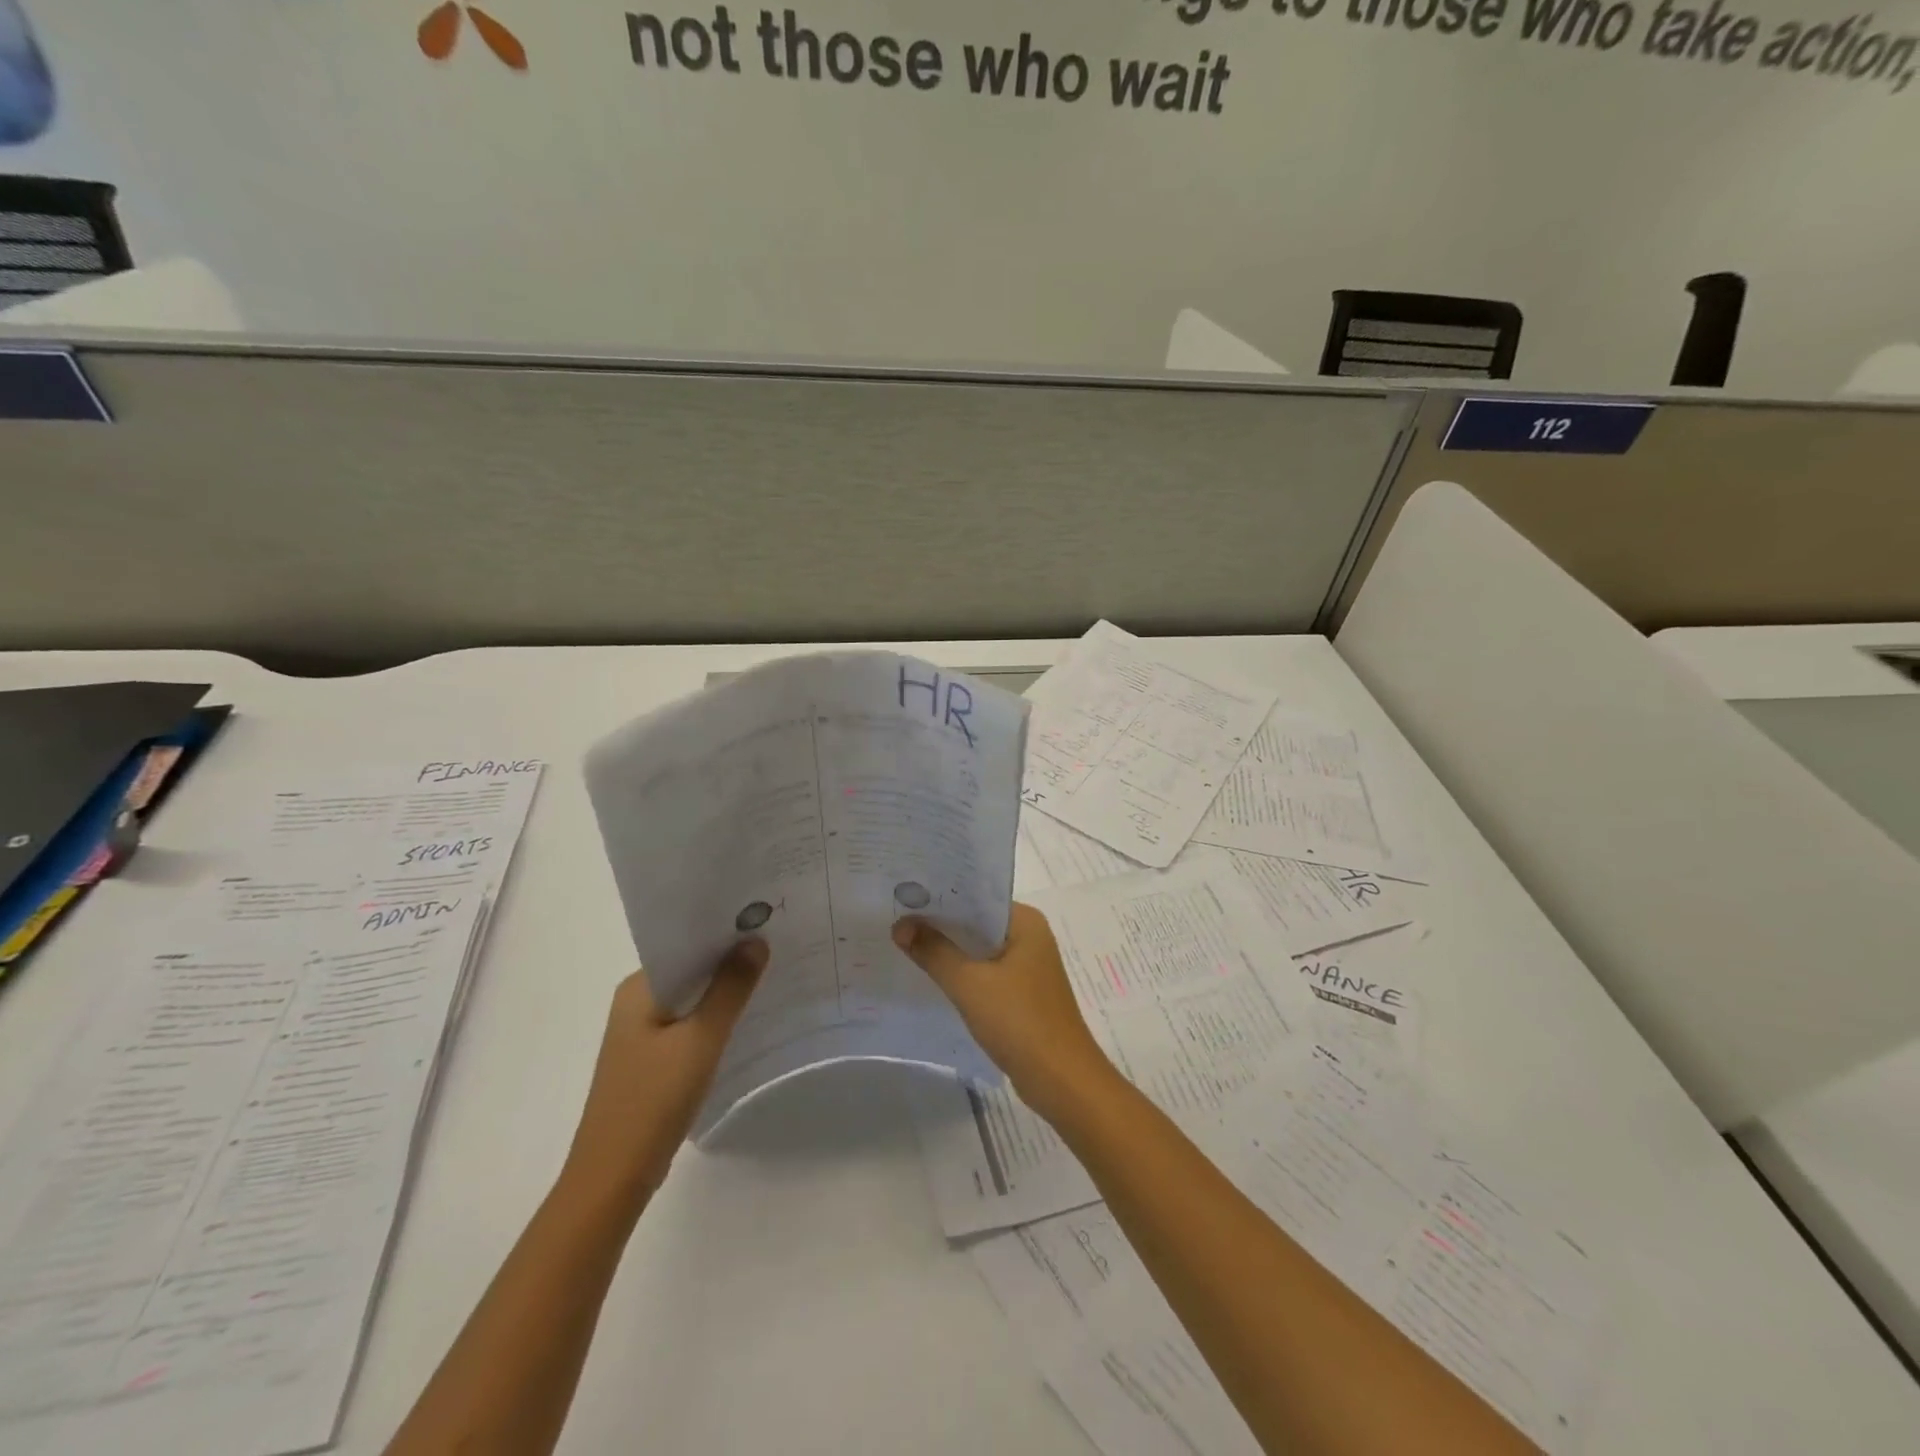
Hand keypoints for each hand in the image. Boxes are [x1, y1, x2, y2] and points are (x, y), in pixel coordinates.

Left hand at [561, 940, 767, 1213]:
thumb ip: (730, 989)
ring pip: (692, 998)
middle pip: (691, 968)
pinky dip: (715, 1017)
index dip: (724, 931)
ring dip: (724, 989)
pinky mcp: (652, 1060)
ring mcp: (642, 1033)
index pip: (686, 943)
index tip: (764, 920)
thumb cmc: (653, 1100)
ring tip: (772, 974)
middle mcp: (636, 1002)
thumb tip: (756, 940)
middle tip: (778, 943)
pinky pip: (690, 1023)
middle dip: (730, 958)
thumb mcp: (700, 1039)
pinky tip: (746, 1019)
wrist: (613, 1178)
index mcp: (638, 988)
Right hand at [893, 903, 1116, 1118]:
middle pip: (976, 922)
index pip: (977, 896)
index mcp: (1025, 922)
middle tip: (895, 917)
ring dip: (949, 950)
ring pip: (979, 950)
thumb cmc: (1019, 1021)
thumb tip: (900, 925)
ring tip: (904, 942)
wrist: (1061, 1081)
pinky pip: (985, 973)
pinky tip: (931, 977)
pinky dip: (962, 973)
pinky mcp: (1022, 994)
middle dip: (940, 923)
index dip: (940, 896)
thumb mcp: (969, 983)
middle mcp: (1030, 936)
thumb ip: (934, 952)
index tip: (904, 894)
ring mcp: (1028, 967)